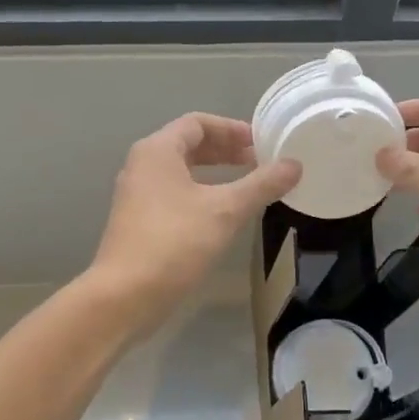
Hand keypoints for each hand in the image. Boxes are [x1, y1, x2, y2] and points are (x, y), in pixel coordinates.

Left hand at [88, 114, 301, 325]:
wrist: (124, 296)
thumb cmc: (174, 242)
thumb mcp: (225, 211)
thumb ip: (261, 185)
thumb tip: (294, 165)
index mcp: (157, 151)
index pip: (197, 123)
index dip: (231, 128)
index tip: (260, 143)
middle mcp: (142, 165)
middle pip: (188, 144)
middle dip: (225, 150)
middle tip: (259, 162)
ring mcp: (137, 195)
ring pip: (181, 171)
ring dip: (214, 172)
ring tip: (246, 185)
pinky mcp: (138, 221)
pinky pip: (174, 193)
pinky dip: (201, 193)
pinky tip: (222, 213)